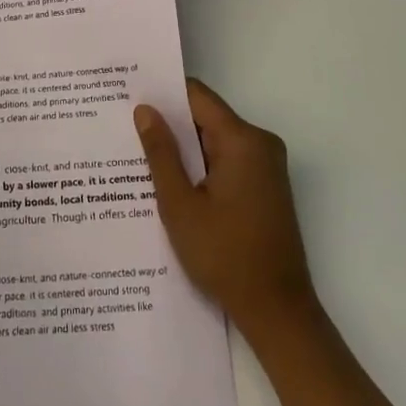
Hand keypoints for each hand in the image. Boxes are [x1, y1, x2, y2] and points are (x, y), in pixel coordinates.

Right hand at [135, 79, 316, 338]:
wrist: (278, 312)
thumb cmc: (225, 255)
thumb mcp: (180, 205)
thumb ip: (161, 153)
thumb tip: (145, 110)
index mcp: (242, 140)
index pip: (197, 96)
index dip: (163, 93)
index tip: (129, 97)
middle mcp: (260, 144)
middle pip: (206, 118)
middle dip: (170, 125)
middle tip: (126, 129)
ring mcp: (267, 167)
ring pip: (215, 141)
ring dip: (184, 150)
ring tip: (140, 157)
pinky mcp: (266, 187)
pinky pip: (227, 162)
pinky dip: (201, 168)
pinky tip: (172, 184)